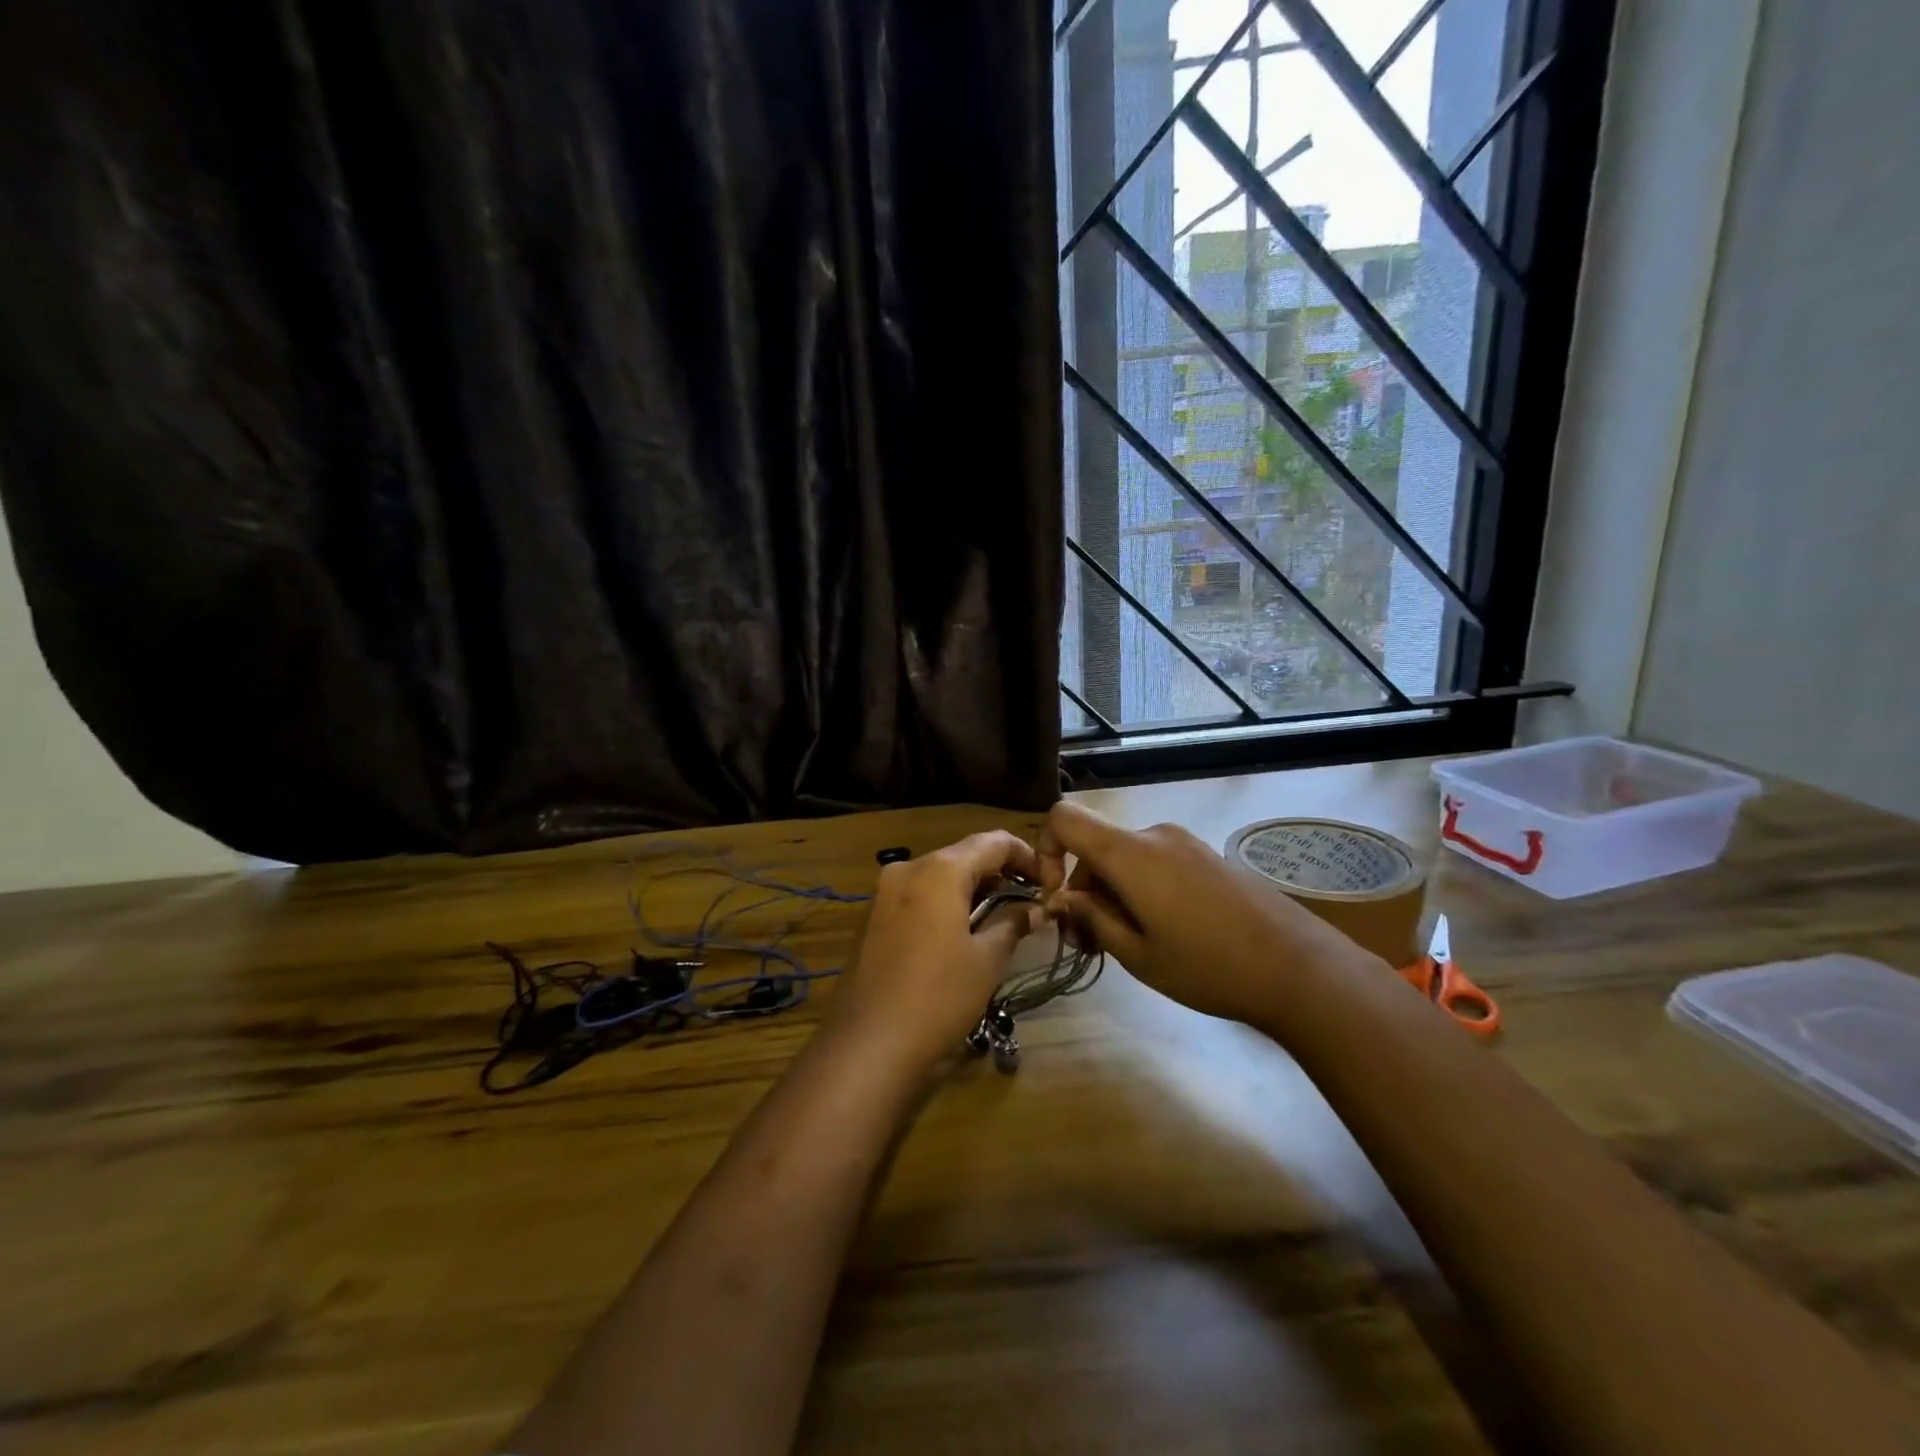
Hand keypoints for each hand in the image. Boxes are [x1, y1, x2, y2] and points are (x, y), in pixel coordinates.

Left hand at [823, 831, 1039, 1075]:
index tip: (1048, 880)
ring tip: (1002, 915)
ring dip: (972, 888)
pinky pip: (918, 895)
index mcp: (939, 870)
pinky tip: (963, 930)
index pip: (993, 842)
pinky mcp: (873, 916)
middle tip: (1030, 899)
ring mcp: (884, 892)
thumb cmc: (938, 996)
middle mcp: (908, 868)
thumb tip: (1035, 910)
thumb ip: (1013, 924)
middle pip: (964, 855)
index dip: (1026, 855)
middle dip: (999, 872)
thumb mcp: (986, 960)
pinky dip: (945, 902)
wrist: (868, 1043)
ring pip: (939, 875)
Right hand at [1036, 801, 1379, 1032]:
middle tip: (1088, 943)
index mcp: (1130, 853)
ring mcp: (1185, 843)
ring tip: (1126, 944)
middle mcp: (1154, 835)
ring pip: (1124, 856)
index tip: (1055, 897)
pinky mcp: (1206, 856)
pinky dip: (1140, 887)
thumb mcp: (1138, 954)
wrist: (1300, 968)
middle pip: (1095, 845)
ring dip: (1111, 892)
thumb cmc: (1209, 967)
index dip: (1045, 850)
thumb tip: (1064, 898)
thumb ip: (1092, 918)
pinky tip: (1160, 931)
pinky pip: (1154, 861)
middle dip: (1082, 888)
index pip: (1064, 817)